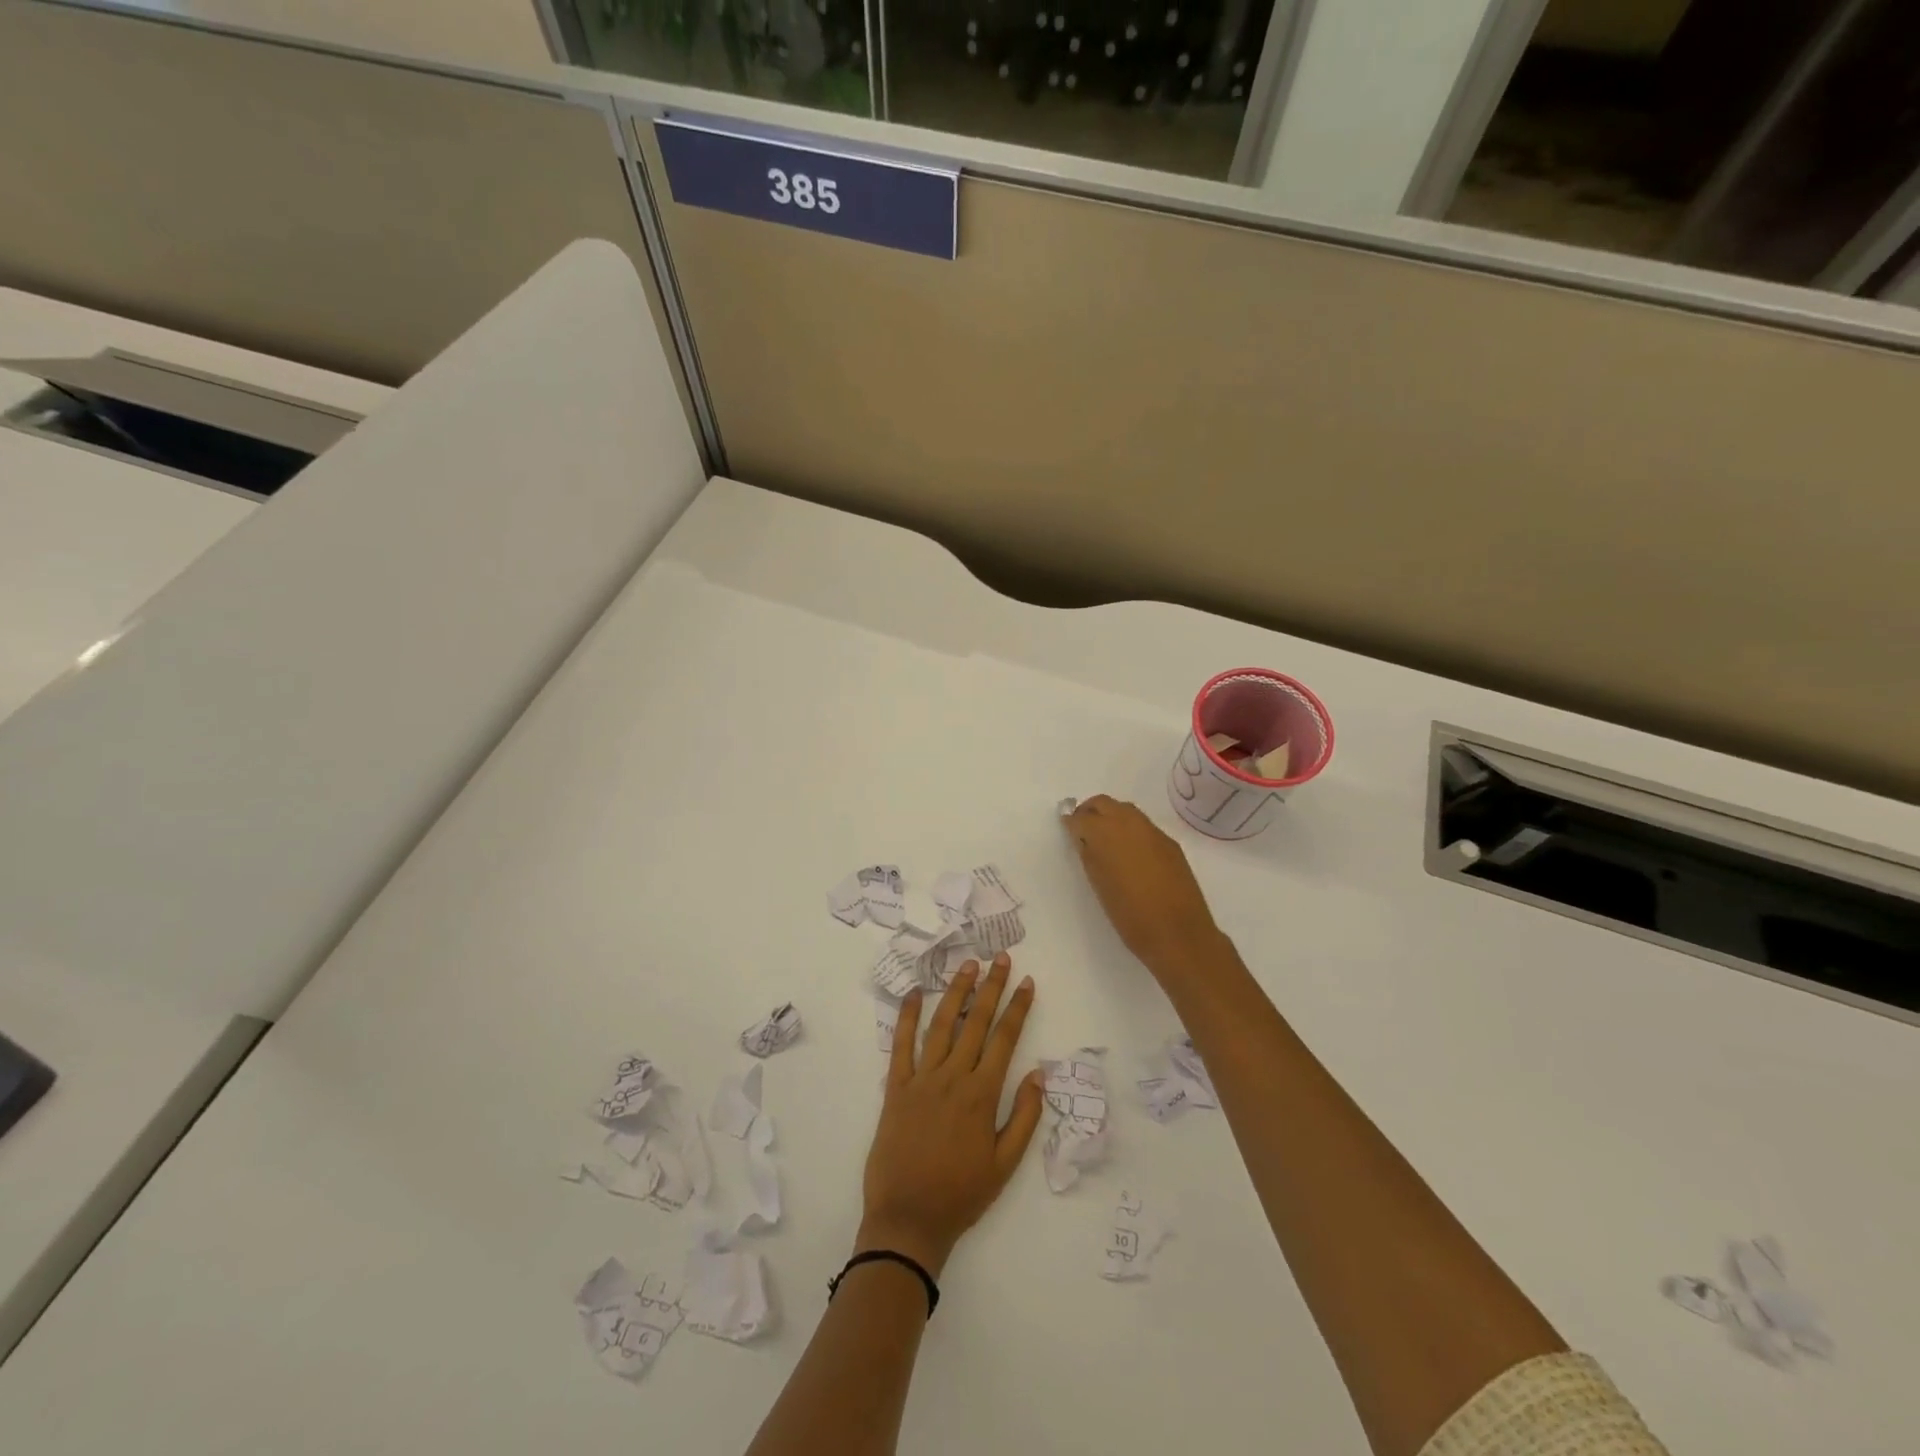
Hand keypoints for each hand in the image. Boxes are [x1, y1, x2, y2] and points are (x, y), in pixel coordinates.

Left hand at [859, 955, 1042, 1276]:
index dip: (1017, 1008)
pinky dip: (908, 1017)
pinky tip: (915, 994)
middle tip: (999, 959)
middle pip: (975, 1022)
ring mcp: (921, 1079)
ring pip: (941, 1025)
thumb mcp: (1005, 1165)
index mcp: (981, 1094)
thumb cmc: (961, 1195)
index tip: (1026, 982)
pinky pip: (901, 1045)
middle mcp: (953, 1077)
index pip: (1004, 1039)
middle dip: (990, 987)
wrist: (908, 1220)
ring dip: (956, 993)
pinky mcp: (896, 1087)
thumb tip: (1037, 1074)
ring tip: (967, 966)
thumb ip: (1023, 1117)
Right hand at [1066, 795, 1227, 981]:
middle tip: (1083, 830)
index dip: (1072, 823)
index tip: (1067, 830)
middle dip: (1090, 811)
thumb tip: (1083, 839)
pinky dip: (1131, 830)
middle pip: (1104, 803)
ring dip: (1111, 817)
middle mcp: (1129, 823)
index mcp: (1106, 833)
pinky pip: (1144, 826)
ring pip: (1126, 810)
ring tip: (1105, 841)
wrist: (1178, 933)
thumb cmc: (1129, 915)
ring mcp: (1153, 831)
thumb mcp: (1099, 885)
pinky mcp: (1170, 843)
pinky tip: (1130, 852)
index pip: (1082, 817)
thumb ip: (1089, 855)